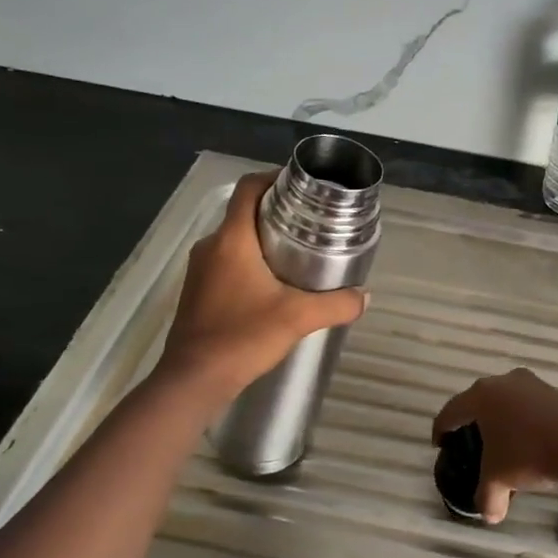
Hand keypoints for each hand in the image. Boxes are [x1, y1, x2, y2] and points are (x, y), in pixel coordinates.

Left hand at [157, 172, 369, 404]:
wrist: (193, 380)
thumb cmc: (242, 337)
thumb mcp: (298, 318)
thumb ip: (336, 304)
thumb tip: (365, 297)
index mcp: (231, 239)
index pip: (249, 188)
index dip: (274, 178)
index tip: (303, 186)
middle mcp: (211, 246)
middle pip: (244, 212)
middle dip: (277, 211)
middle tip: (312, 222)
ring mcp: (200, 270)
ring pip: (236, 239)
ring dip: (264, 238)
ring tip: (300, 252)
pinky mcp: (198, 291)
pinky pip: (228, 262)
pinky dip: (251, 261)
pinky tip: (274, 284)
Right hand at [431, 368, 557, 523]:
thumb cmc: (530, 456)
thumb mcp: (499, 480)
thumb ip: (487, 497)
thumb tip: (488, 515)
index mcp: (482, 396)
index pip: (452, 411)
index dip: (442, 429)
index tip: (440, 444)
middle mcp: (505, 382)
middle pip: (481, 402)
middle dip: (475, 423)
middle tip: (472, 444)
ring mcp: (534, 384)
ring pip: (509, 403)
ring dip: (503, 422)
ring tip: (505, 446)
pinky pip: (532, 408)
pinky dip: (526, 423)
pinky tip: (532, 444)